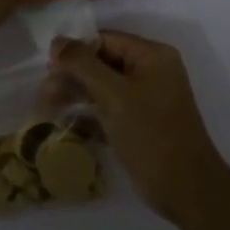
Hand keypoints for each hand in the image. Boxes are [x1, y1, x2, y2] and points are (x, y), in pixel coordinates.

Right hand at [47, 30, 229, 225]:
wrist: (185, 189)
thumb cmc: (150, 134)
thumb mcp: (113, 95)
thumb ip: (83, 64)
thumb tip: (56, 41)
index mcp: (152, 56)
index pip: (105, 40)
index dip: (76, 51)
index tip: (48, 69)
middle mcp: (151, 72)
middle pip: (102, 63)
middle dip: (73, 76)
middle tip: (44, 94)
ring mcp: (146, 99)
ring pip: (103, 88)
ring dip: (77, 96)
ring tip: (48, 108)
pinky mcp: (140, 124)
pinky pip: (110, 110)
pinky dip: (90, 116)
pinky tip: (67, 125)